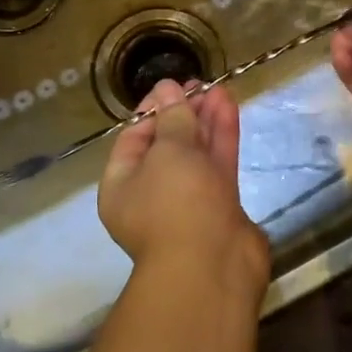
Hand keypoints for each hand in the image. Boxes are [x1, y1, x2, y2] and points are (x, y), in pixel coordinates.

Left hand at [98, 80, 268, 297]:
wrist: (212, 266)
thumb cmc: (175, 204)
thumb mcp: (168, 152)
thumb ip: (172, 118)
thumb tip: (168, 89)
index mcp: (122, 186)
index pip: (133, 139)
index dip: (153, 110)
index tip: (173, 86)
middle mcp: (151, 194)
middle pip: (167, 145)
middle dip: (183, 113)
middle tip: (201, 84)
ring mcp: (188, 202)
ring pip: (196, 153)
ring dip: (206, 120)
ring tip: (219, 87)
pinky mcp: (219, 206)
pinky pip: (217, 165)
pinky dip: (222, 136)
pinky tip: (229, 105)